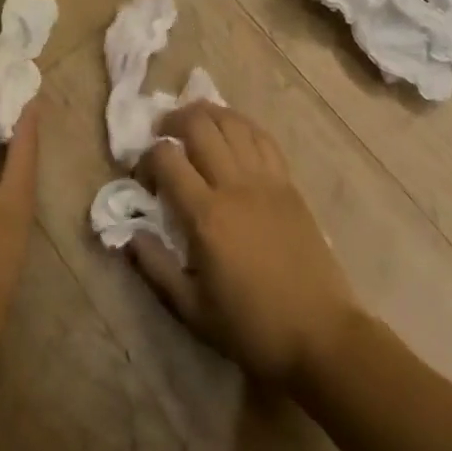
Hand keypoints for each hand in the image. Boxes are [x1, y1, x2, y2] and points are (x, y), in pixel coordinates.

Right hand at [132, 103, 359, 385]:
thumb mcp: (193, 311)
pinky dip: (240, 125)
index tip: (144, 178)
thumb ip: (156, 268)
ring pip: (231, 121)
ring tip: (193, 126)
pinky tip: (231, 133)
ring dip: (206, 114)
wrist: (321, 335)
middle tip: (163, 136)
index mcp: (206, 216)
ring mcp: (265, 179)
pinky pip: (262, 137)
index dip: (146, 158)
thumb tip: (129, 233)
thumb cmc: (253, 328)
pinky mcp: (288, 182)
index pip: (166, 158)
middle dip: (172, 121)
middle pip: (199, 125)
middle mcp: (234, 185)